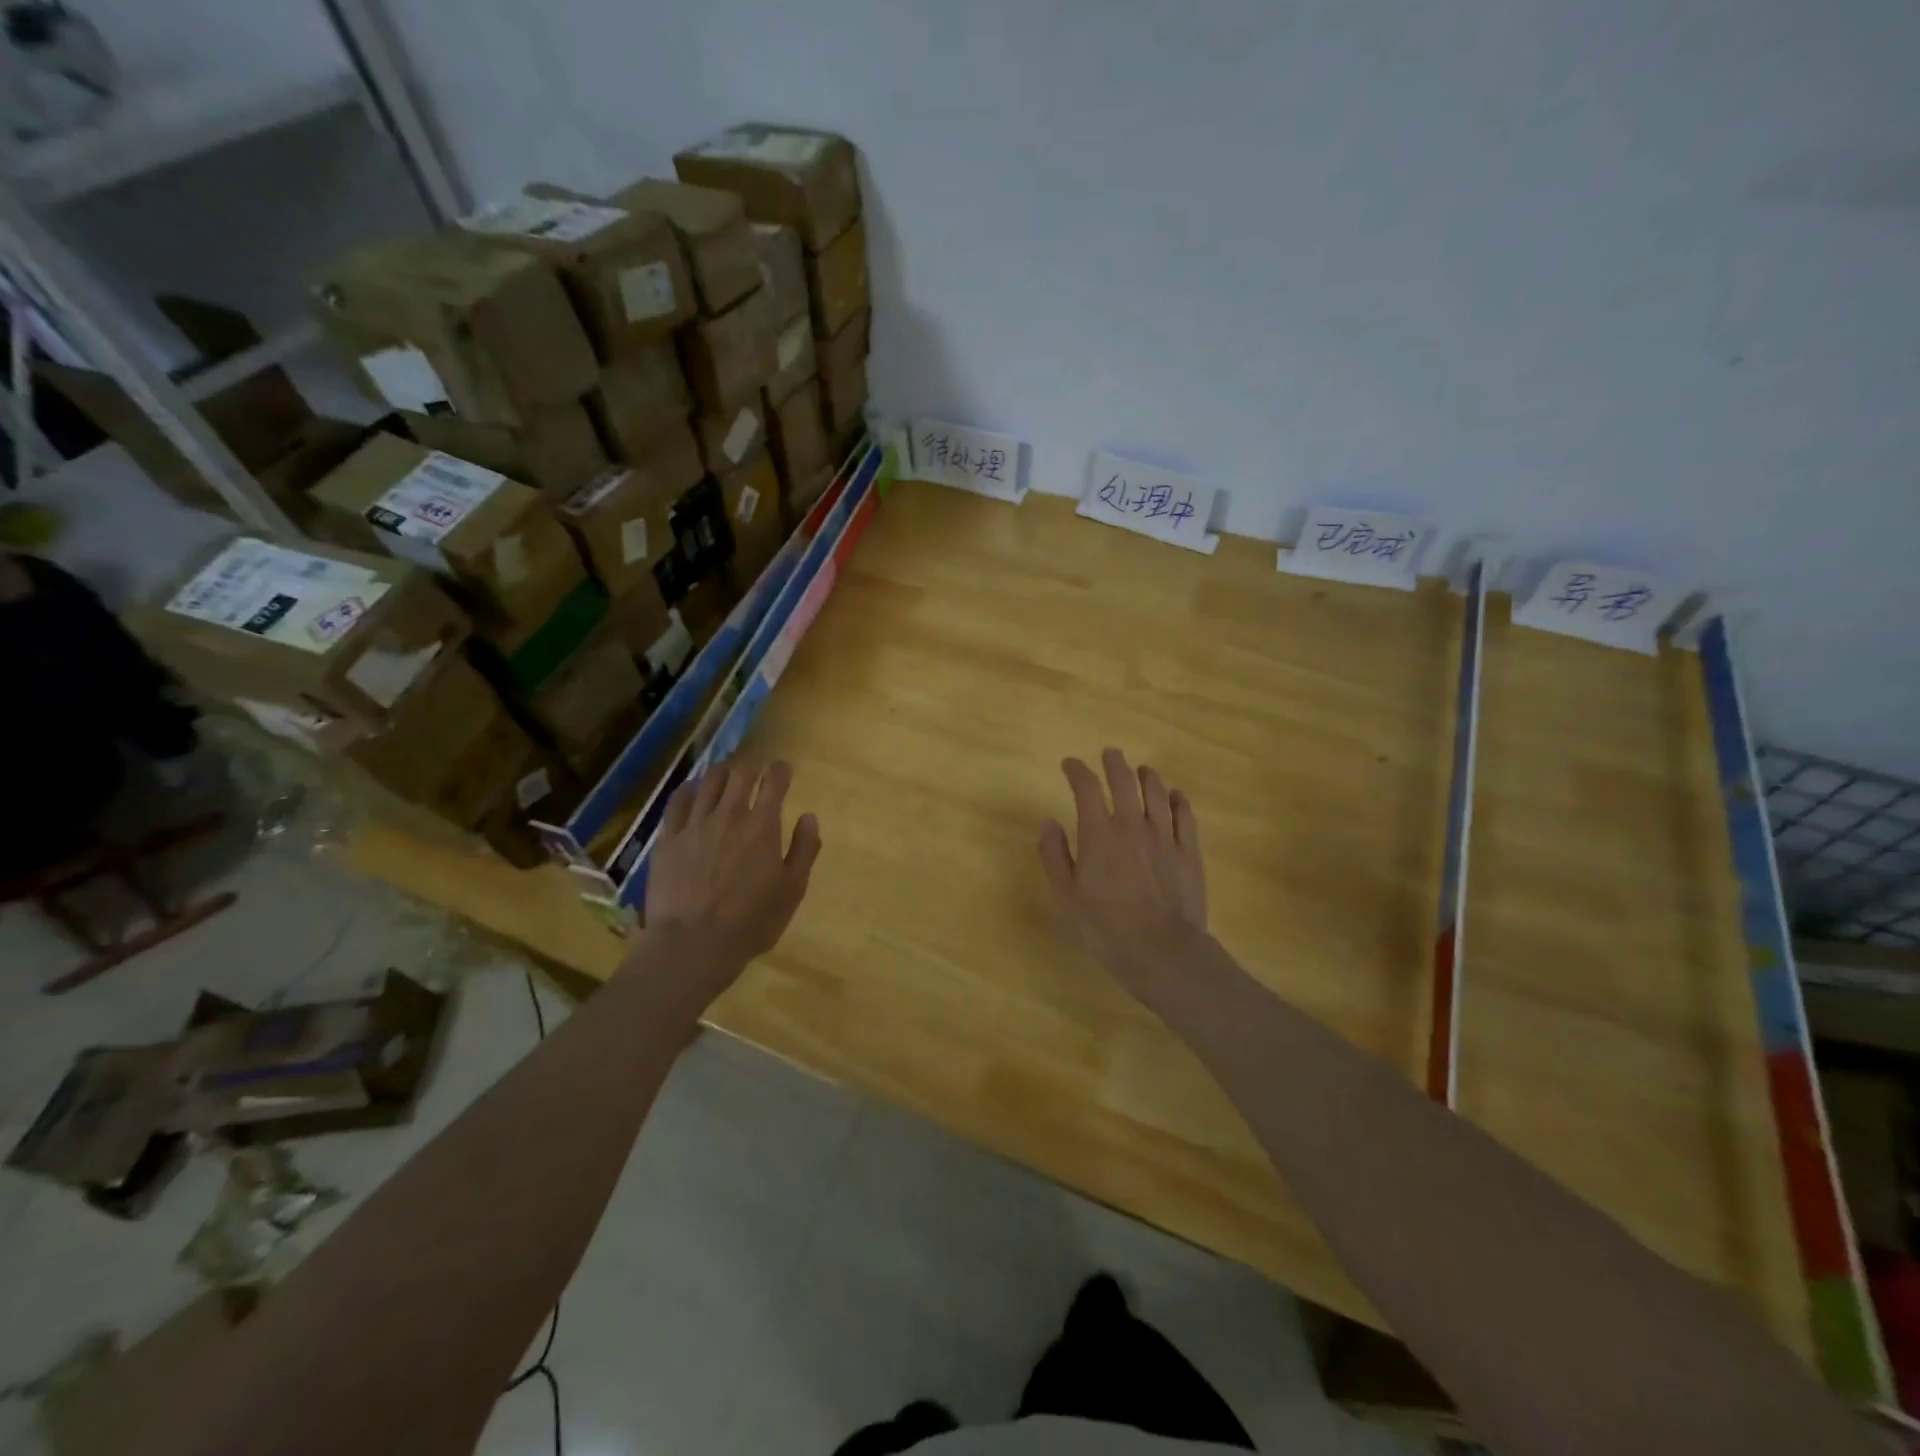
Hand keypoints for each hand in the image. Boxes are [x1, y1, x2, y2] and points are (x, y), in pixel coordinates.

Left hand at [643, 759, 821, 984]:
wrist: (693, 945)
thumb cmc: (751, 922)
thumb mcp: (792, 890)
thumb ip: (804, 850)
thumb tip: (809, 817)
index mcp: (762, 827)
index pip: (774, 783)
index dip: (780, 770)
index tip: (783, 768)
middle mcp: (728, 816)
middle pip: (739, 774)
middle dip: (751, 765)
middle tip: (755, 768)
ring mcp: (694, 825)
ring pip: (708, 782)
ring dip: (722, 772)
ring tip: (726, 772)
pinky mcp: (668, 839)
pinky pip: (677, 802)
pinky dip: (689, 790)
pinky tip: (692, 790)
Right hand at [1038, 748, 1209, 1012]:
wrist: (1162, 952)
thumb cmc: (1105, 929)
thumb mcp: (1066, 898)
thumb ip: (1055, 856)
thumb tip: (1049, 823)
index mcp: (1098, 834)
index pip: (1086, 788)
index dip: (1076, 770)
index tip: (1070, 764)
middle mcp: (1132, 825)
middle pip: (1124, 781)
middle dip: (1114, 763)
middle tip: (1110, 754)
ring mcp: (1165, 837)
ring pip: (1158, 793)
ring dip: (1147, 776)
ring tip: (1142, 770)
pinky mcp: (1189, 852)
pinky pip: (1186, 815)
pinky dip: (1179, 800)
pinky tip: (1175, 796)